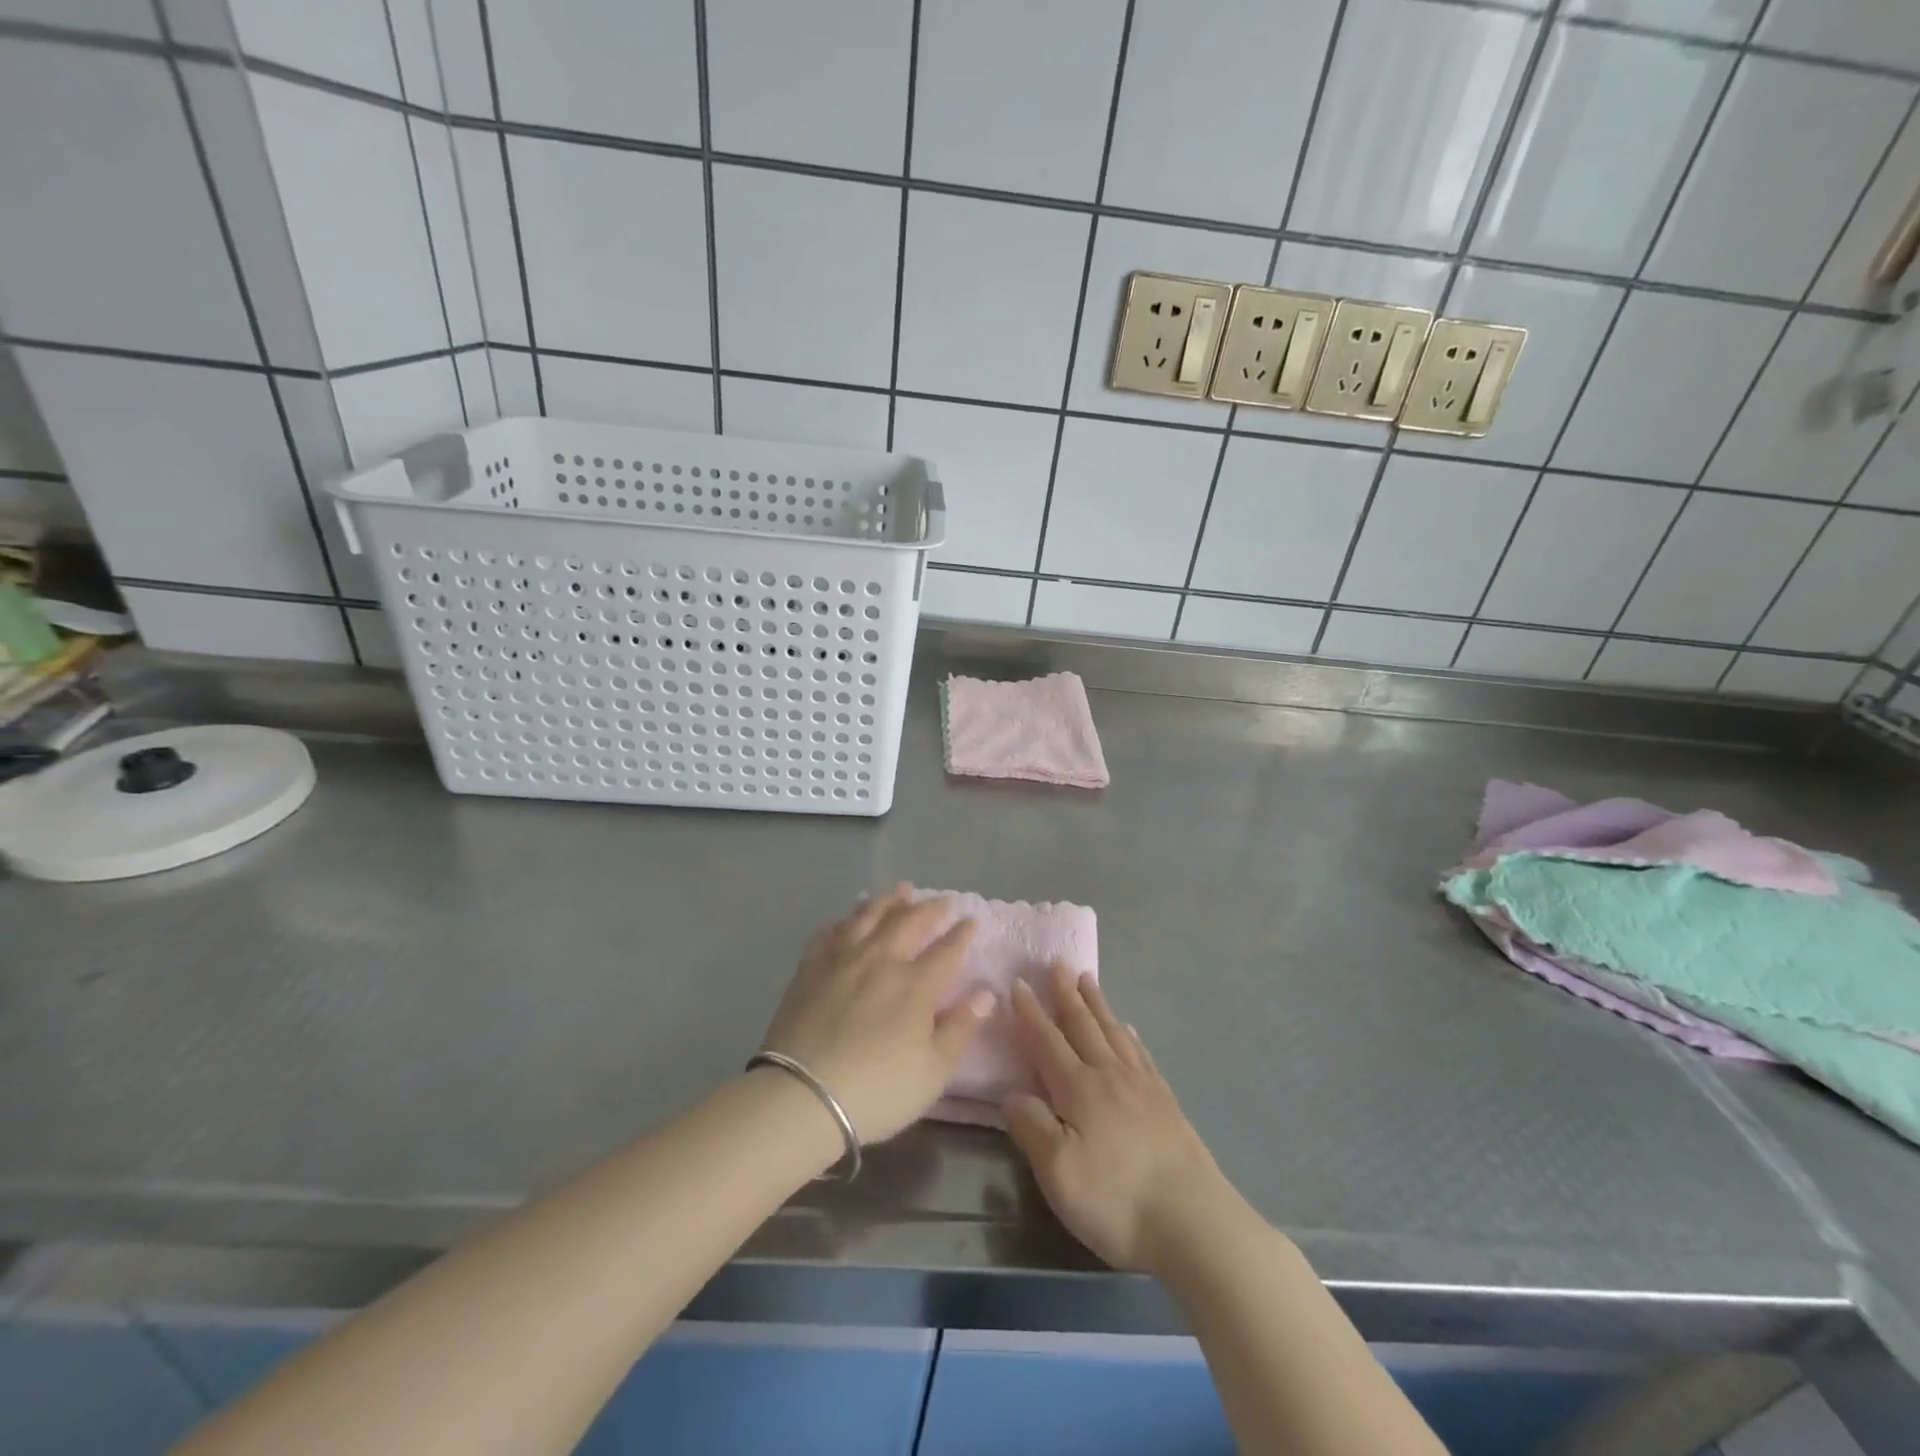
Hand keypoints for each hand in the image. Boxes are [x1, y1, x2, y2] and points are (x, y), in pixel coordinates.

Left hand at [760, 885, 992, 1144]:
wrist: (803, 1096)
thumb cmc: (878, 1090)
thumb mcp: (934, 1070)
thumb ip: (961, 1028)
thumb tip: (987, 993)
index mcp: (915, 984)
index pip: (946, 950)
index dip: (961, 933)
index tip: (971, 920)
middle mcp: (881, 960)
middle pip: (909, 922)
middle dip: (929, 909)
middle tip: (942, 900)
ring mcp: (843, 959)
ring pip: (869, 916)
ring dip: (889, 901)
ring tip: (901, 890)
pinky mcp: (810, 968)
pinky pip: (831, 932)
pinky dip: (845, 920)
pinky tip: (848, 919)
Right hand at [1004, 964, 1244, 1272]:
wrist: (1194, 1223)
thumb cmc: (1116, 1199)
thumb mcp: (1058, 1172)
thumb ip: (1030, 1127)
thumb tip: (1011, 1093)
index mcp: (1079, 1089)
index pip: (1047, 1041)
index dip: (1030, 1013)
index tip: (1018, 982)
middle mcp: (1110, 1076)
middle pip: (1084, 1026)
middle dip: (1067, 994)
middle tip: (1058, 963)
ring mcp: (1143, 1087)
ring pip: (1113, 1032)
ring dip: (1097, 1005)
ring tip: (1088, 980)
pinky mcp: (1167, 1104)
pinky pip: (1142, 1055)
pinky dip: (1129, 1036)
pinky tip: (1129, 1030)